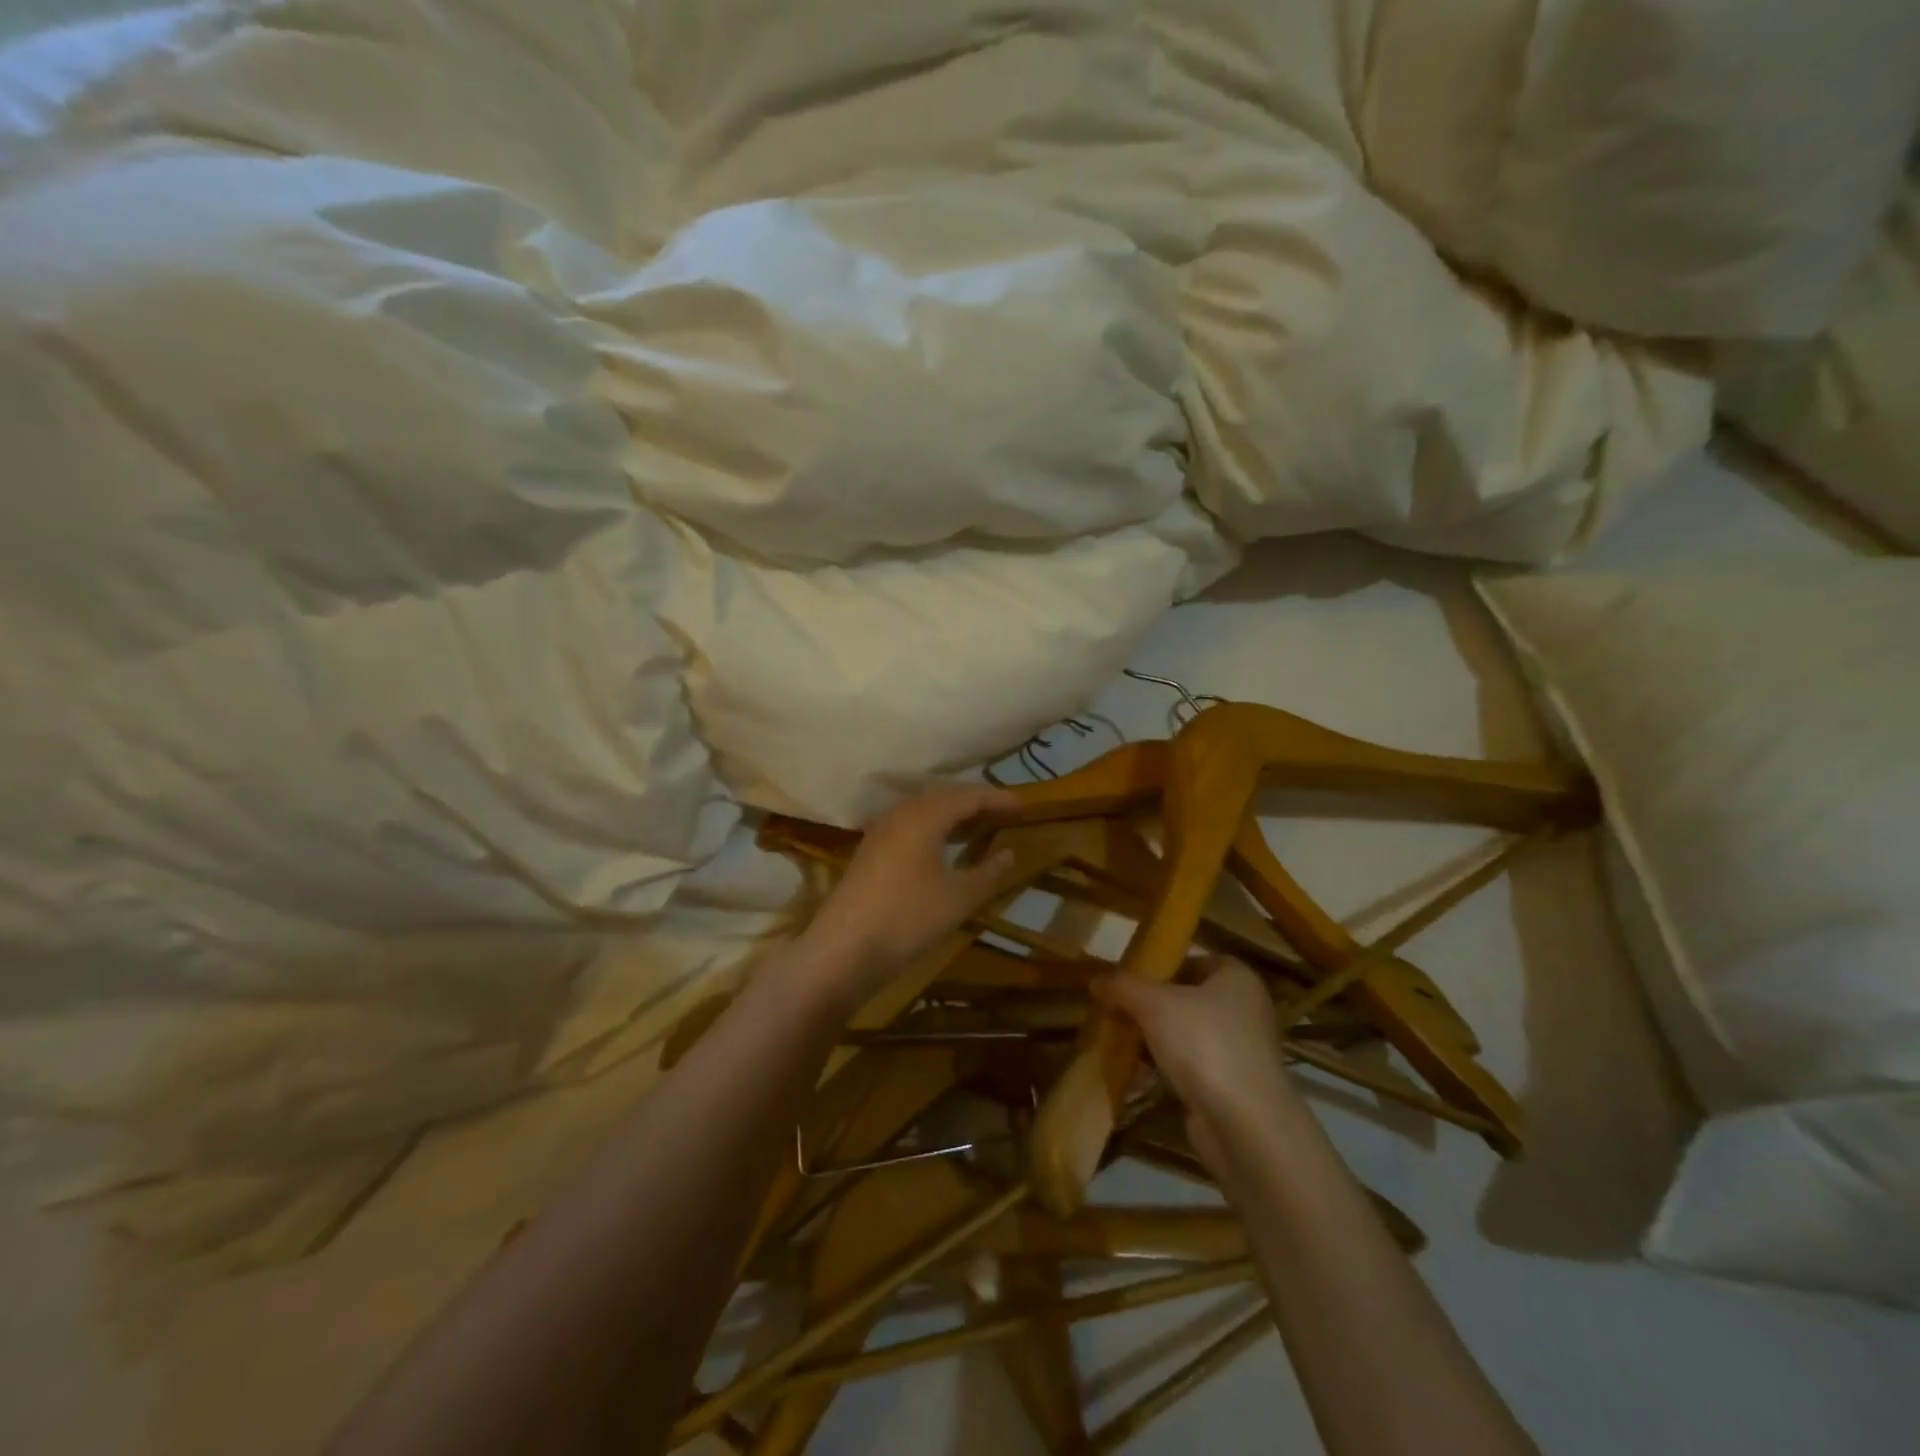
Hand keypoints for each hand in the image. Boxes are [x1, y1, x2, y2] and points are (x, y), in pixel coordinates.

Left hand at [801, 784, 1020, 1002]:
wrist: (844, 948)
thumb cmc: (908, 918)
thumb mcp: (959, 898)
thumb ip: (988, 873)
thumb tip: (1009, 853)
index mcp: (925, 816)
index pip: (968, 796)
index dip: (998, 799)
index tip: (1024, 806)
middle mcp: (901, 813)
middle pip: (945, 797)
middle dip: (976, 802)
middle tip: (1005, 813)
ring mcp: (882, 830)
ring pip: (925, 810)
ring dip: (954, 814)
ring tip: (980, 826)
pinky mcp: (871, 849)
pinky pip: (911, 824)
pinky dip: (935, 827)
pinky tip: (944, 846)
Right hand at [1093, 957, 1303, 1173]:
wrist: (1242, 1123)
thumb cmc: (1203, 1043)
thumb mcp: (1153, 1003)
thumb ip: (1123, 986)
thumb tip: (1096, 980)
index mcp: (1237, 977)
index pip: (1193, 960)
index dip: (1160, 966)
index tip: (1128, 978)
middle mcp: (1246, 1009)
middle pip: (1189, 997)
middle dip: (1153, 1003)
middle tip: (1119, 1006)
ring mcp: (1242, 1050)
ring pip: (1189, 1032)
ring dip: (1159, 1036)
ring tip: (1122, 1036)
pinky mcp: (1233, 1085)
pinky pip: (1193, 1064)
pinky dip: (1169, 1065)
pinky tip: (1140, 1069)